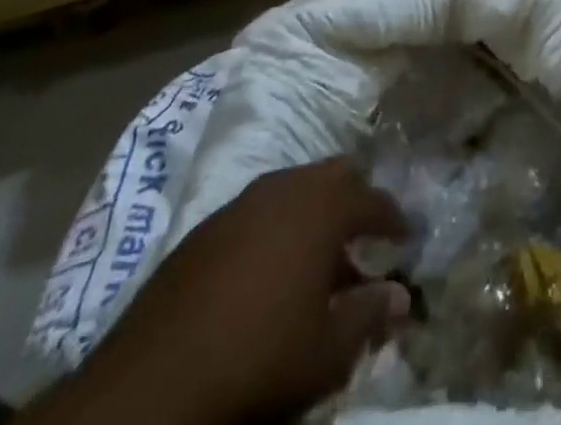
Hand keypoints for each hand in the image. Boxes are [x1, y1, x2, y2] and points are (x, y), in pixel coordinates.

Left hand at [29, 159, 409, 424]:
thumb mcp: (326, 351)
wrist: (152, 383)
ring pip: (293, 189)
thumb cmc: (258, 358)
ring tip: (321, 258)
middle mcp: (284, 188)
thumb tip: (402, 296)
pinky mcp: (205, 228)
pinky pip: (258, 211)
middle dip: (355, 200)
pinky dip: (278, 228)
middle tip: (366, 235)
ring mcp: (241, 203)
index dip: (394, 218)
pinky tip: (271, 269)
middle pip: (334, 175)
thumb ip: (369, 315)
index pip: (372, 199)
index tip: (408, 236)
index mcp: (320, 206)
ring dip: (314, 214)